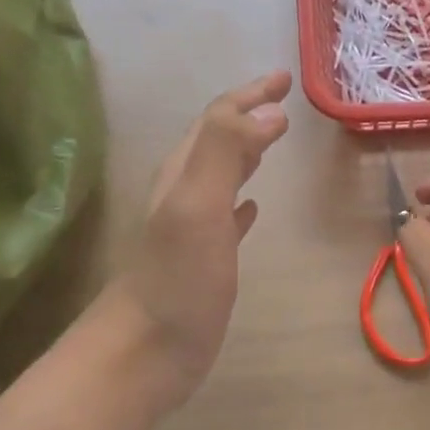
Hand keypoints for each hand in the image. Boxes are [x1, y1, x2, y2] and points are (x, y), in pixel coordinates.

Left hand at [104, 71, 291, 409]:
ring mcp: (193, 230)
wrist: (145, 352)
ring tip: (273, 140)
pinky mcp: (204, 262)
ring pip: (221, 177)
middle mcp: (185, 194)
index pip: (218, 120)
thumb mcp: (198, 206)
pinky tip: (254, 208)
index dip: (249, 95)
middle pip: (217, 141)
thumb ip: (227, 152)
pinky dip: (242, 204)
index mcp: (184, 175)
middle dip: (248, 116)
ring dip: (246, 154)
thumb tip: (269, 111)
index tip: (284, 78)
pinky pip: (226, 220)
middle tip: (283, 101)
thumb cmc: (176, 280)